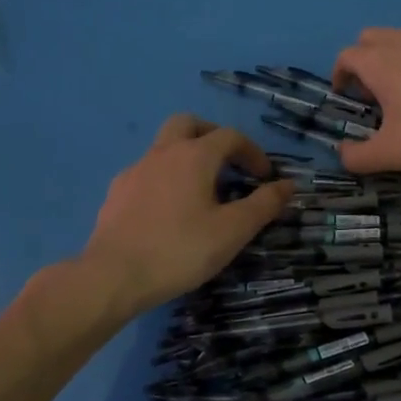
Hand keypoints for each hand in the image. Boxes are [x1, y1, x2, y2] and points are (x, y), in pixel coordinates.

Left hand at [81, 116, 294, 315]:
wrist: (112, 276)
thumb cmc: (180, 250)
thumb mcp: (233, 231)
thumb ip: (264, 204)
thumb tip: (288, 184)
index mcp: (194, 156)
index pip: (230, 137)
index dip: (253, 152)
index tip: (264, 177)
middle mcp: (162, 153)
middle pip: (189, 124)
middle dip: (213, 137)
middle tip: (228, 164)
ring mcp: (135, 171)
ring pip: (164, 146)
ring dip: (187, 157)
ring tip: (200, 190)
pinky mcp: (116, 192)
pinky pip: (146, 172)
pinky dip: (165, 178)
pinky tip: (168, 210)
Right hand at [331, 28, 400, 173]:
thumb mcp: (390, 154)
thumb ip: (357, 157)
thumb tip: (343, 154)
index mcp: (379, 62)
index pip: (346, 57)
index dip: (341, 75)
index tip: (348, 96)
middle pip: (372, 39)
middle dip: (366, 61)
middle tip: (377, 93)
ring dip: (398, 58)